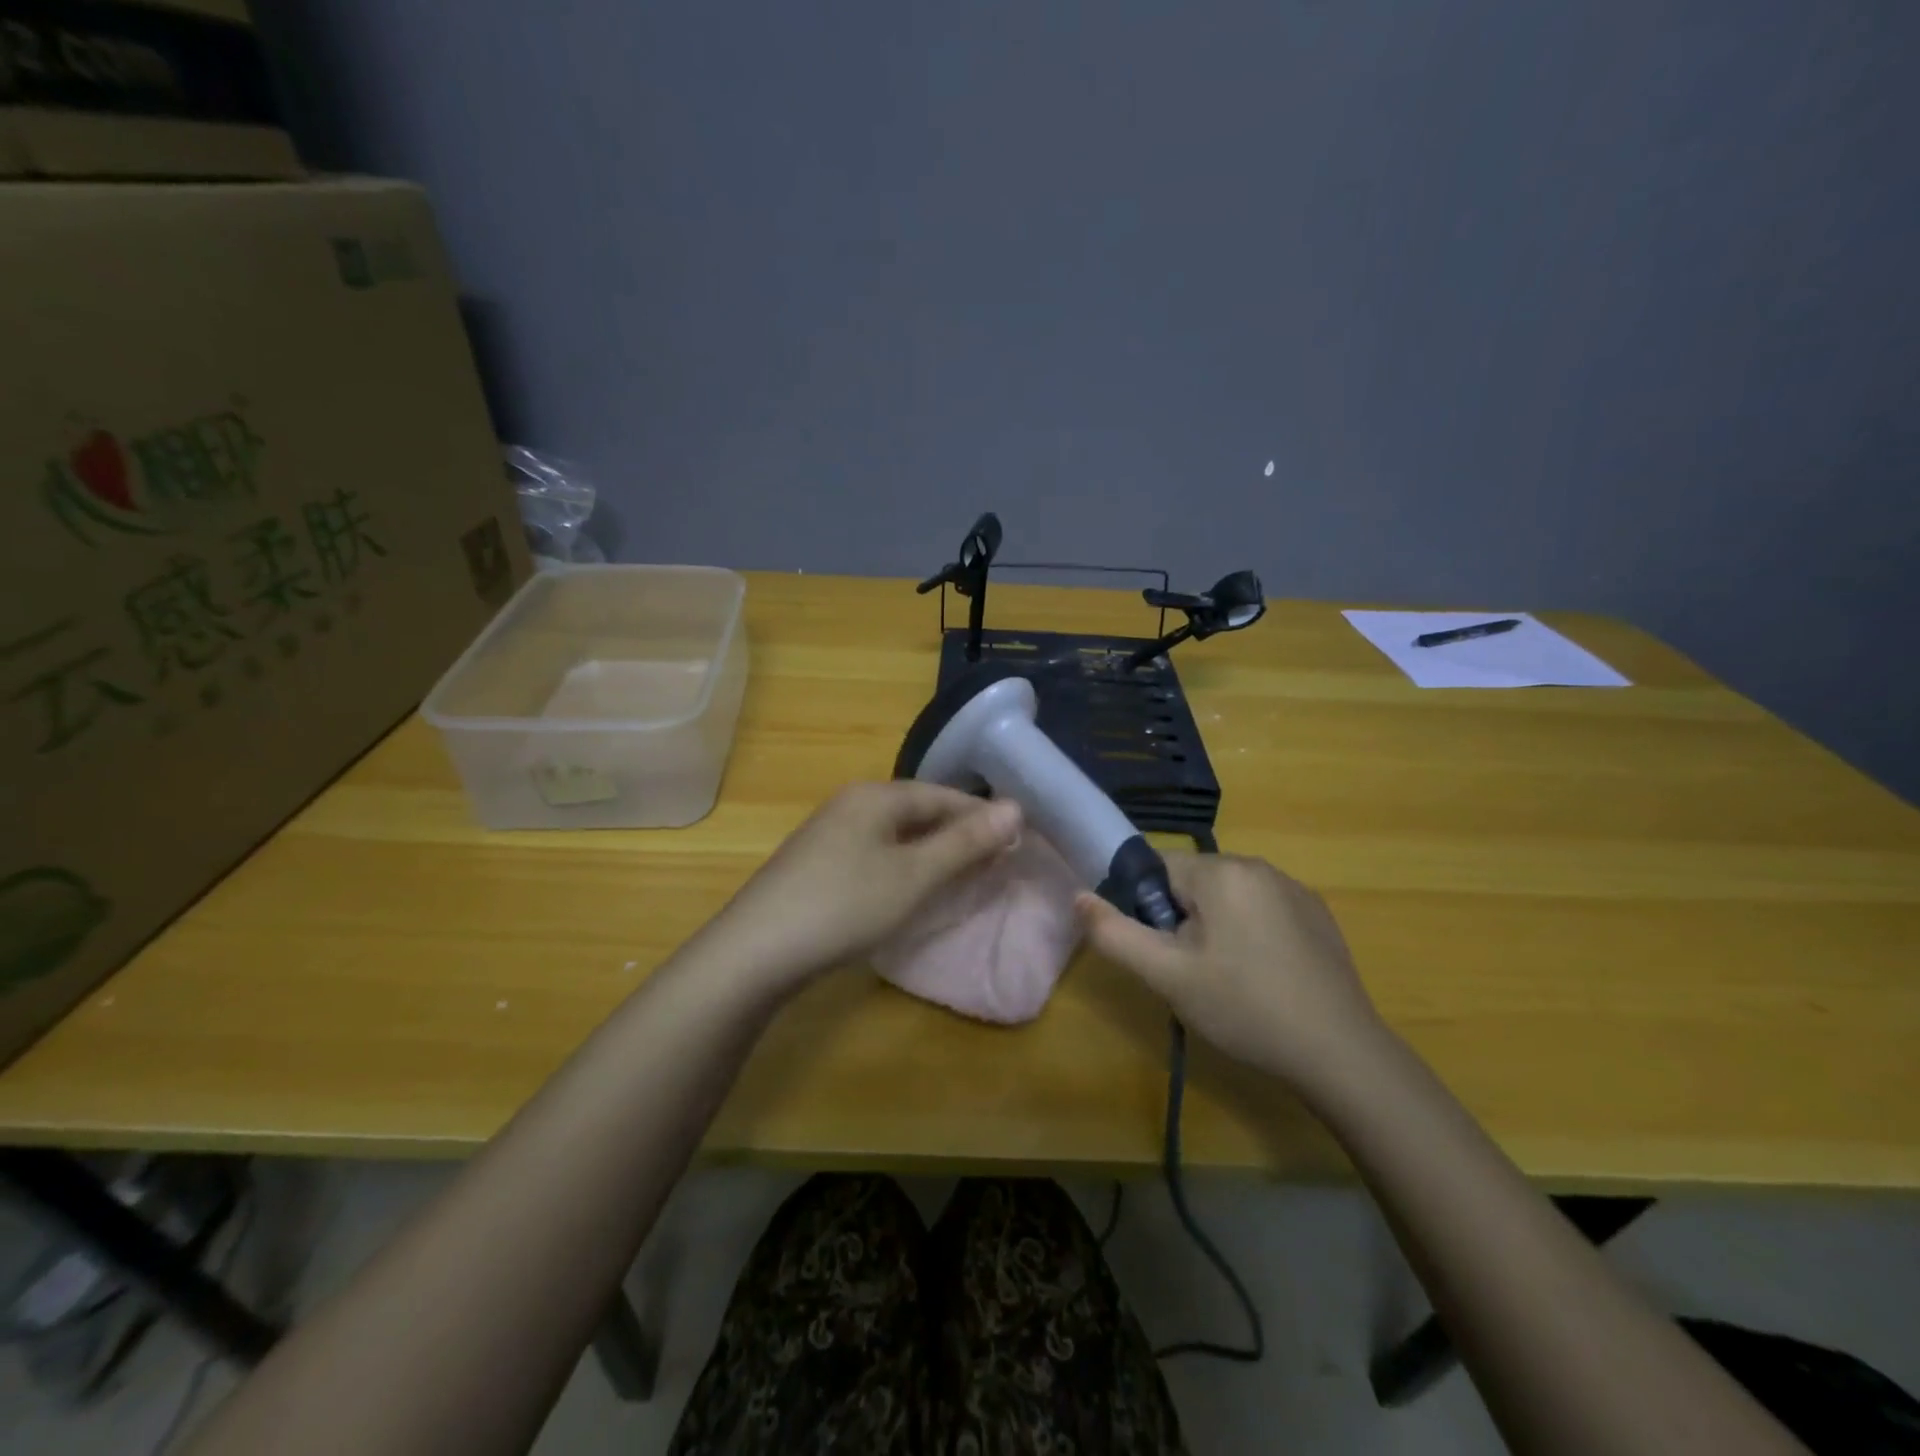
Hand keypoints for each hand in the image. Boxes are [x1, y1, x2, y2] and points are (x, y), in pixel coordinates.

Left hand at [698, 781, 1022, 988]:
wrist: (755, 951)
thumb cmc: (844, 906)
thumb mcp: (914, 875)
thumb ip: (964, 842)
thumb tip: (1015, 807)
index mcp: (875, 796)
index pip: (943, 795)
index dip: (982, 815)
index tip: (1018, 840)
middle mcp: (851, 803)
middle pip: (919, 810)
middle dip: (959, 833)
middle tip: (996, 860)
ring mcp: (829, 833)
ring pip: (896, 833)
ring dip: (933, 851)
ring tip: (963, 875)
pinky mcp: (817, 863)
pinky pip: (875, 852)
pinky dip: (904, 865)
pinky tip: (911, 888)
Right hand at [1077, 853, 1386, 1093]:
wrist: (1340, 1053)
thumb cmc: (1244, 1008)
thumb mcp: (1167, 976)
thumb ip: (1115, 933)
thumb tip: (1077, 896)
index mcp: (1221, 871)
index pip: (1157, 869)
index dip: (1149, 910)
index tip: (1163, 953)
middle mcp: (1258, 865)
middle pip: (1194, 882)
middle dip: (1183, 920)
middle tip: (1192, 973)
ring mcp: (1294, 888)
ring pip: (1228, 897)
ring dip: (1216, 927)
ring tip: (1228, 980)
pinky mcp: (1318, 913)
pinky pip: (1263, 909)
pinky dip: (1252, 933)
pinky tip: (1264, 978)